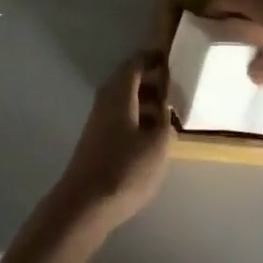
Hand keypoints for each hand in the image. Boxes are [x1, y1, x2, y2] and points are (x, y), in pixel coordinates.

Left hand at [51, 51, 171, 230]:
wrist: (84, 205)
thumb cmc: (125, 169)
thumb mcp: (158, 144)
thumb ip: (165, 119)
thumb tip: (165, 105)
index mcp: (119, 92)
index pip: (136, 62)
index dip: (154, 58)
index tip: (173, 58)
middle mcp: (106, 99)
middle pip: (129, 79)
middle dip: (153, 79)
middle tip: (177, 86)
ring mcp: (99, 120)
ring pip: (125, 99)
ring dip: (146, 100)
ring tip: (170, 112)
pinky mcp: (97, 140)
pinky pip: (121, 116)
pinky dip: (137, 117)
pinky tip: (151, 135)